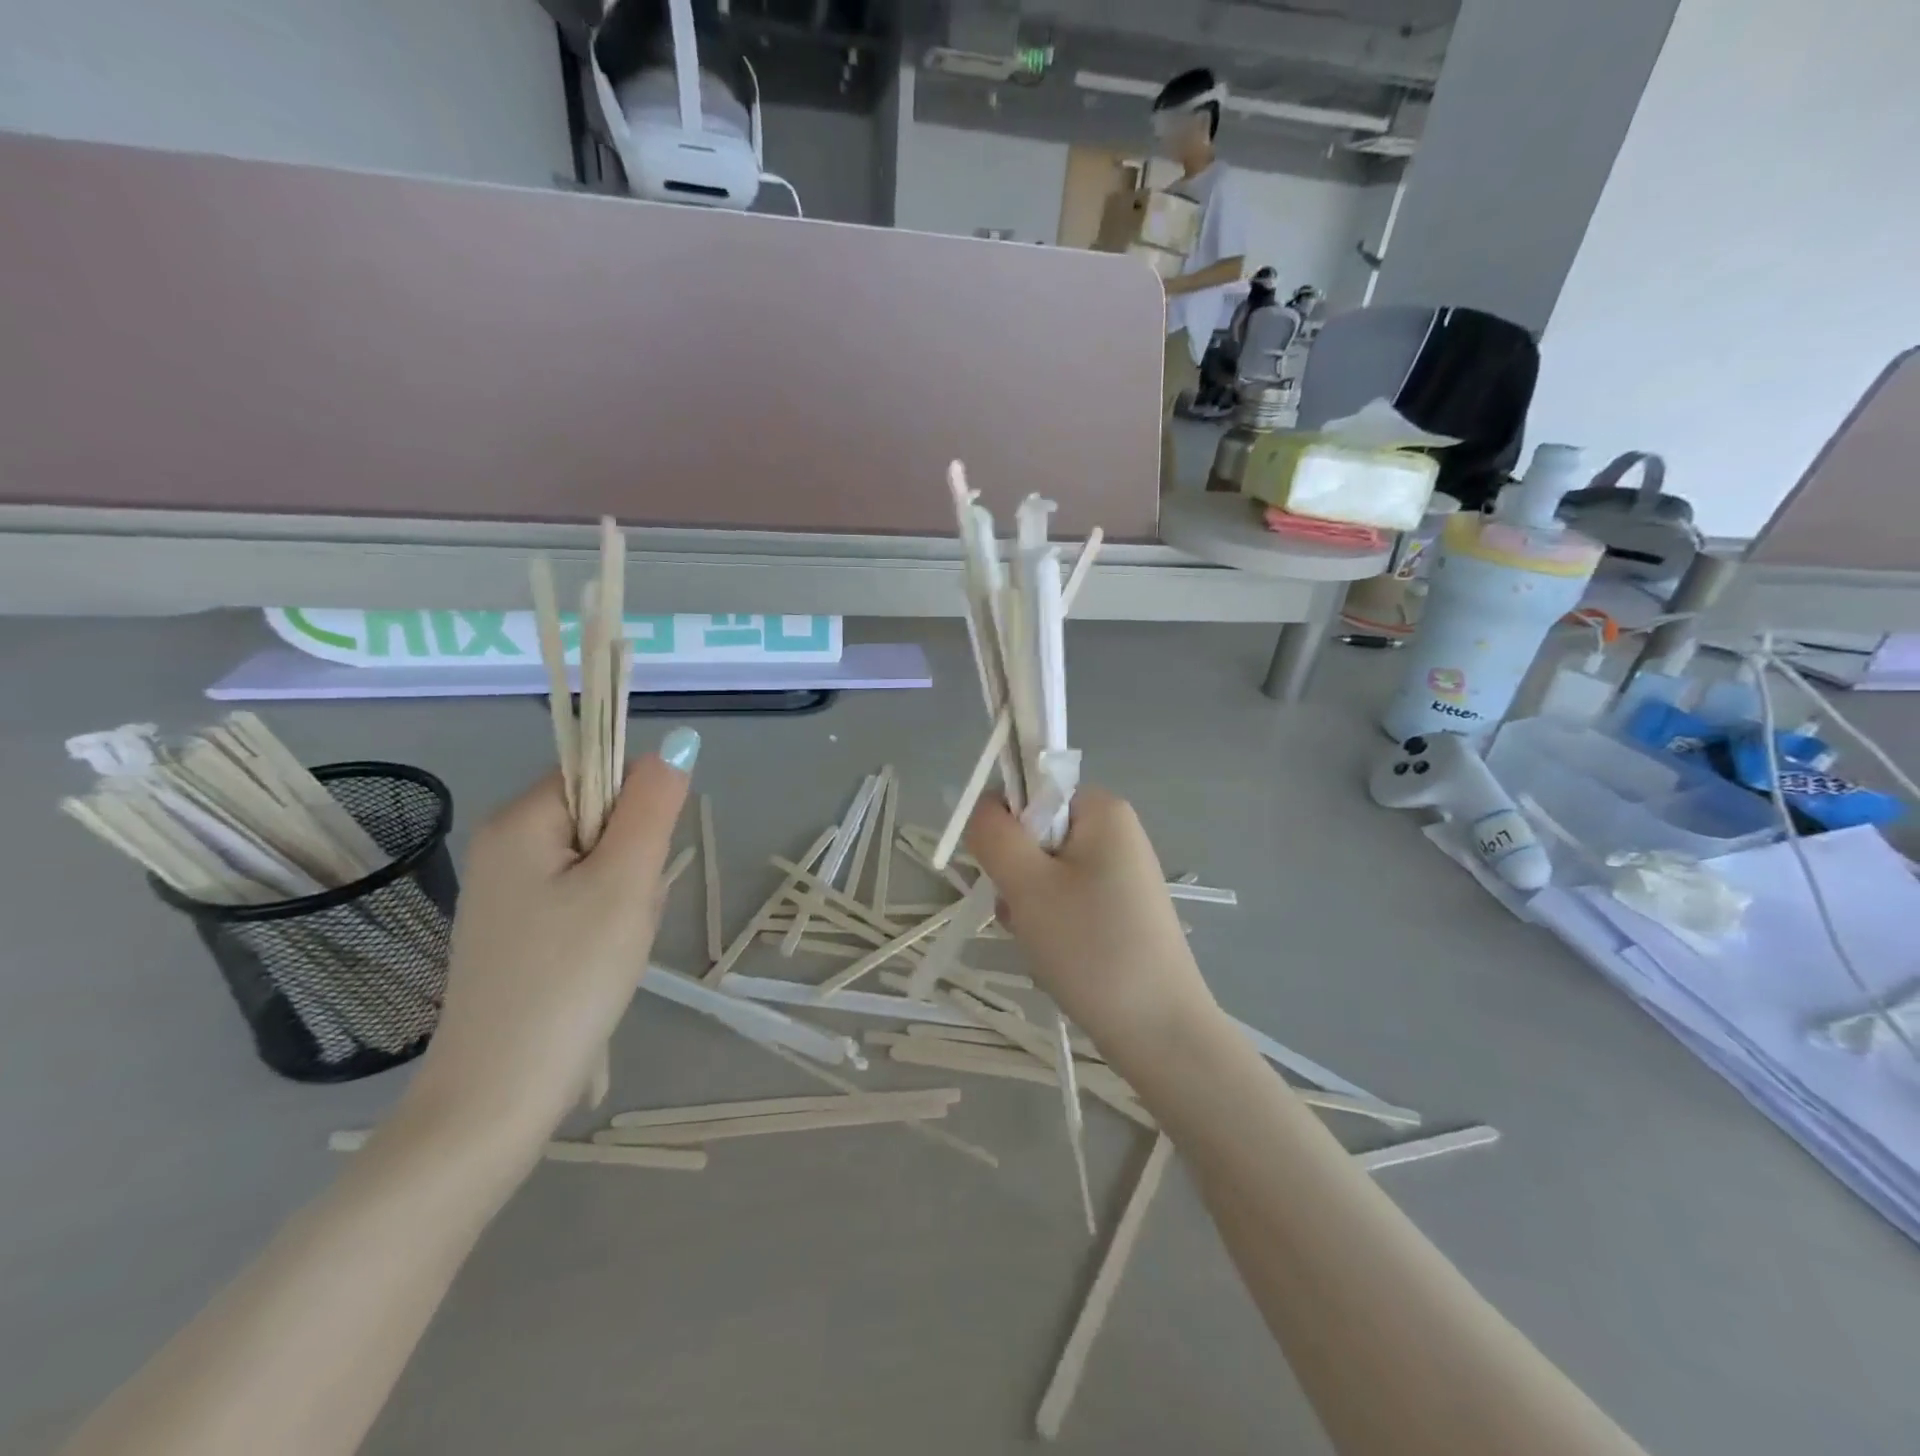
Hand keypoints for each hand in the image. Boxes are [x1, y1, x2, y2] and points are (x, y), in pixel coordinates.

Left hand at [401, 732, 696, 1148]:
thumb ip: (654, 805)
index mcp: (519, 820)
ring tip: (614, 945)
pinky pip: (577, 897)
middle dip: (633, 859)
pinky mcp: (513, 930)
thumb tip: (679, 742)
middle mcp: (502, 845)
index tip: (640, 867)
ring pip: (596, 862)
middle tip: (628, 914)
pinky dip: (603, 920)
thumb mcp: (627, 881)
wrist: (500, 1094)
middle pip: (600, 818)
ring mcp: (503, 891)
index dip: (638, 811)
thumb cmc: (570, 976)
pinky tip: (599, 961)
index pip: (600, 772)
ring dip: (624, 894)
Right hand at [964, 788, 1215, 1051]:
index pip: (1031, 789)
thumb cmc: (1091, 946)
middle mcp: (1116, 831)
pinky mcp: (1120, 909)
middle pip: (1036, 834)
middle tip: (1025, 914)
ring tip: (1042, 942)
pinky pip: (1066, 899)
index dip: (1008, 827)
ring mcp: (1121, 873)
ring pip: (1046, 872)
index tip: (1008, 872)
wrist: (1159, 1031)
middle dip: (1017, 875)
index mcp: (1102, 809)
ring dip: (1028, 904)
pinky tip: (1056, 956)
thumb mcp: (1028, 884)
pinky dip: (1050, 923)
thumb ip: (994, 834)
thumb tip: (985, 806)